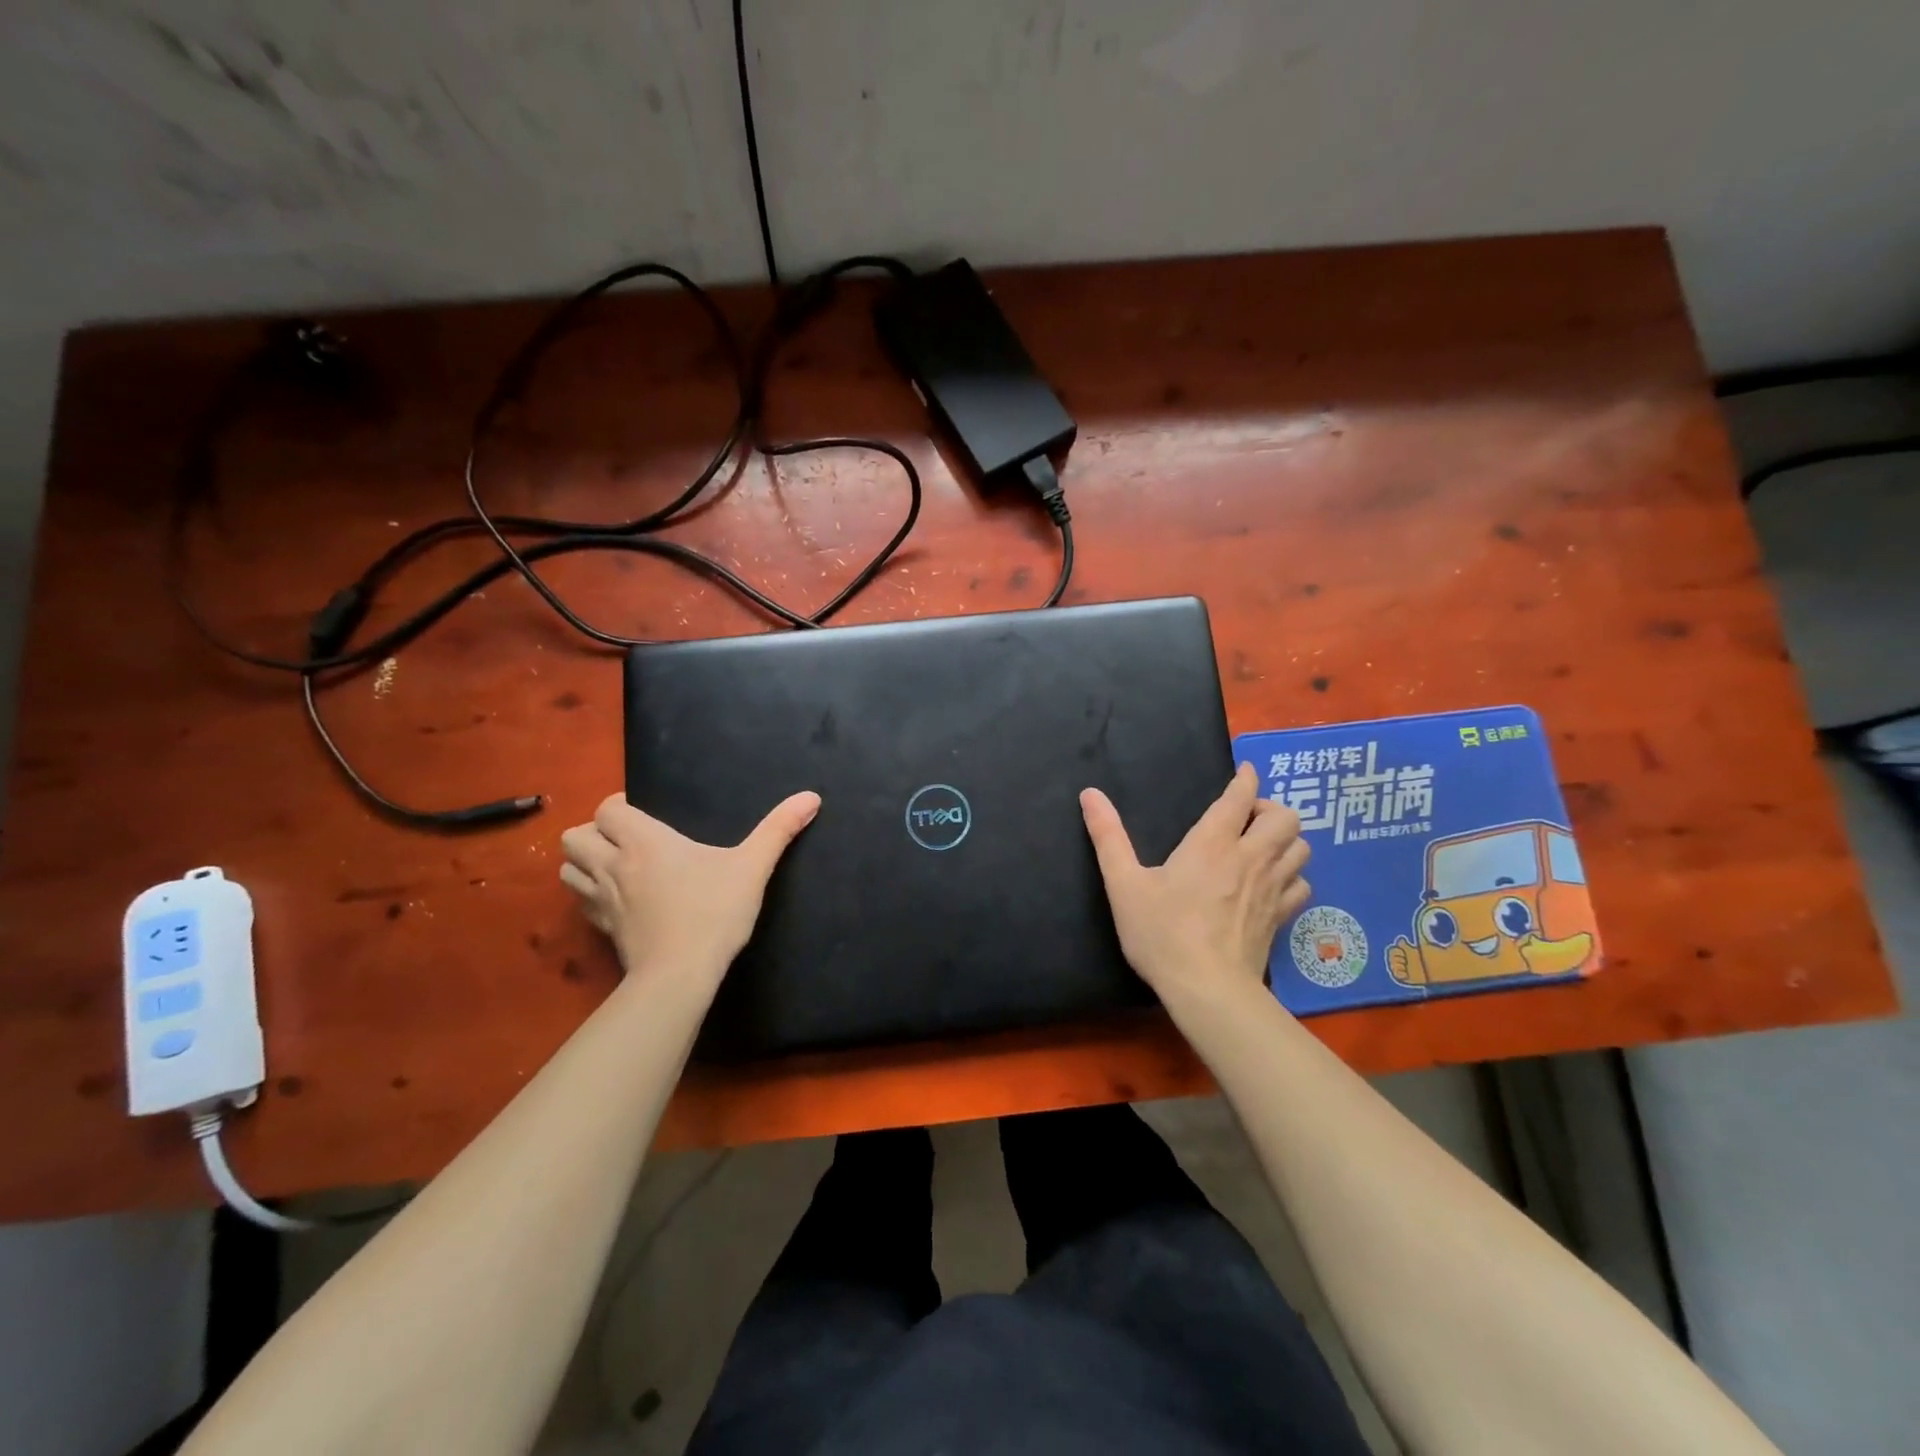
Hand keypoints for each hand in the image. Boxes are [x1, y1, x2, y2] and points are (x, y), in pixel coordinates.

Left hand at [559, 791, 820, 983]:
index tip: (643, 815)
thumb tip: (811, 796)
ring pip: (568, 868)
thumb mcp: (753, 867)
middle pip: (575, 835)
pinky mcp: (600, 929)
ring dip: (584, 863)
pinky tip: (616, 900)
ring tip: (614, 867)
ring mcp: (601, 899)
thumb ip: (779, 829)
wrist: (679, 976)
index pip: (607, 809)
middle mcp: (613, 864)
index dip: (619, 807)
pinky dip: (588, 894)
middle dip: (594, 833)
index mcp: (644, 841)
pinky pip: (579, 901)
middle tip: (625, 841)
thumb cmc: (713, 913)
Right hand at [1080, 763, 1309, 1005]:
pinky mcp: (1281, 917)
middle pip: (1286, 818)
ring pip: (1301, 848)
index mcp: (1213, 843)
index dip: (1245, 779)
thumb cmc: (1162, 933)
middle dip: (1270, 809)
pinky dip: (1293, 876)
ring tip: (1263, 846)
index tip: (1244, 771)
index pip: (1240, 797)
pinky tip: (1274, 884)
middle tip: (1247, 818)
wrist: (1207, 989)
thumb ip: (1108, 836)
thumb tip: (1090, 793)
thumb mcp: (1124, 884)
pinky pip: (1302, 884)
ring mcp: (1272, 889)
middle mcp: (1250, 858)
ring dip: (1286, 839)